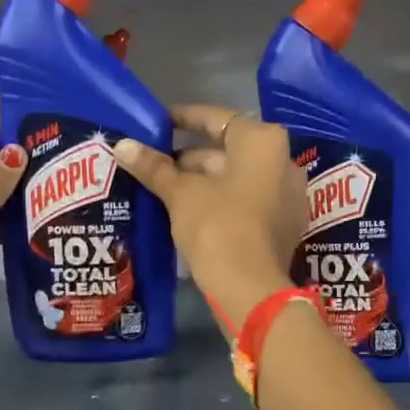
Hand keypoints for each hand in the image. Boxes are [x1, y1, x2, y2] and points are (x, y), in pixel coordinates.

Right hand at [113, 105, 305, 335]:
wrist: (251, 291)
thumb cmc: (217, 228)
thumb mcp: (181, 194)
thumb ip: (154, 167)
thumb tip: (122, 145)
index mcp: (263, 143)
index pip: (217, 119)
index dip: (184, 118)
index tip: (158, 122)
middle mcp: (283, 162)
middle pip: (227, 152)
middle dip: (189, 159)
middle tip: (152, 165)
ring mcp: (288, 196)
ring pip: (236, 179)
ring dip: (202, 183)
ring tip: (163, 190)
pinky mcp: (284, 226)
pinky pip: (247, 203)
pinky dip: (220, 203)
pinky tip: (188, 213)